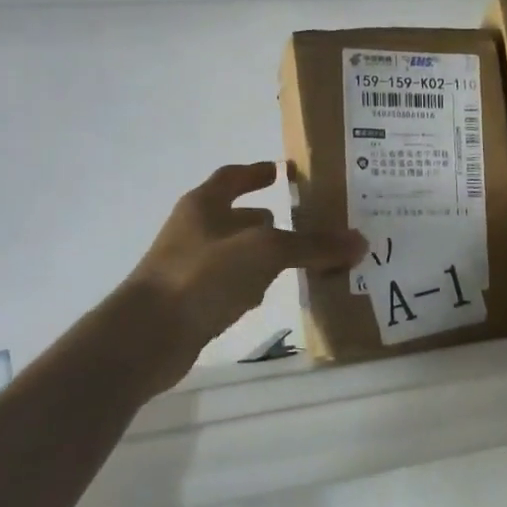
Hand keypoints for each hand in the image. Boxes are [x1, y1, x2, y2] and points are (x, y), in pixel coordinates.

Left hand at [123, 161, 364, 394]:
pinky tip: (270, 293)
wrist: (147, 336)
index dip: (256, 172)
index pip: (232, 177)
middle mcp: (194, 231)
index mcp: (204, 205)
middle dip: (266, 218)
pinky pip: (229, 283)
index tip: (282, 171)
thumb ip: (312, 245)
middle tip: (307, 222)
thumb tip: (360, 241)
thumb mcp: (265, 252)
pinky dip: (251, 283)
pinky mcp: (190, 301)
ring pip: (234, 252)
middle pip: (234, 216)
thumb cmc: (203, 276)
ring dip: (262, 252)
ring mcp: (188, 267)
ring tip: (298, 258)